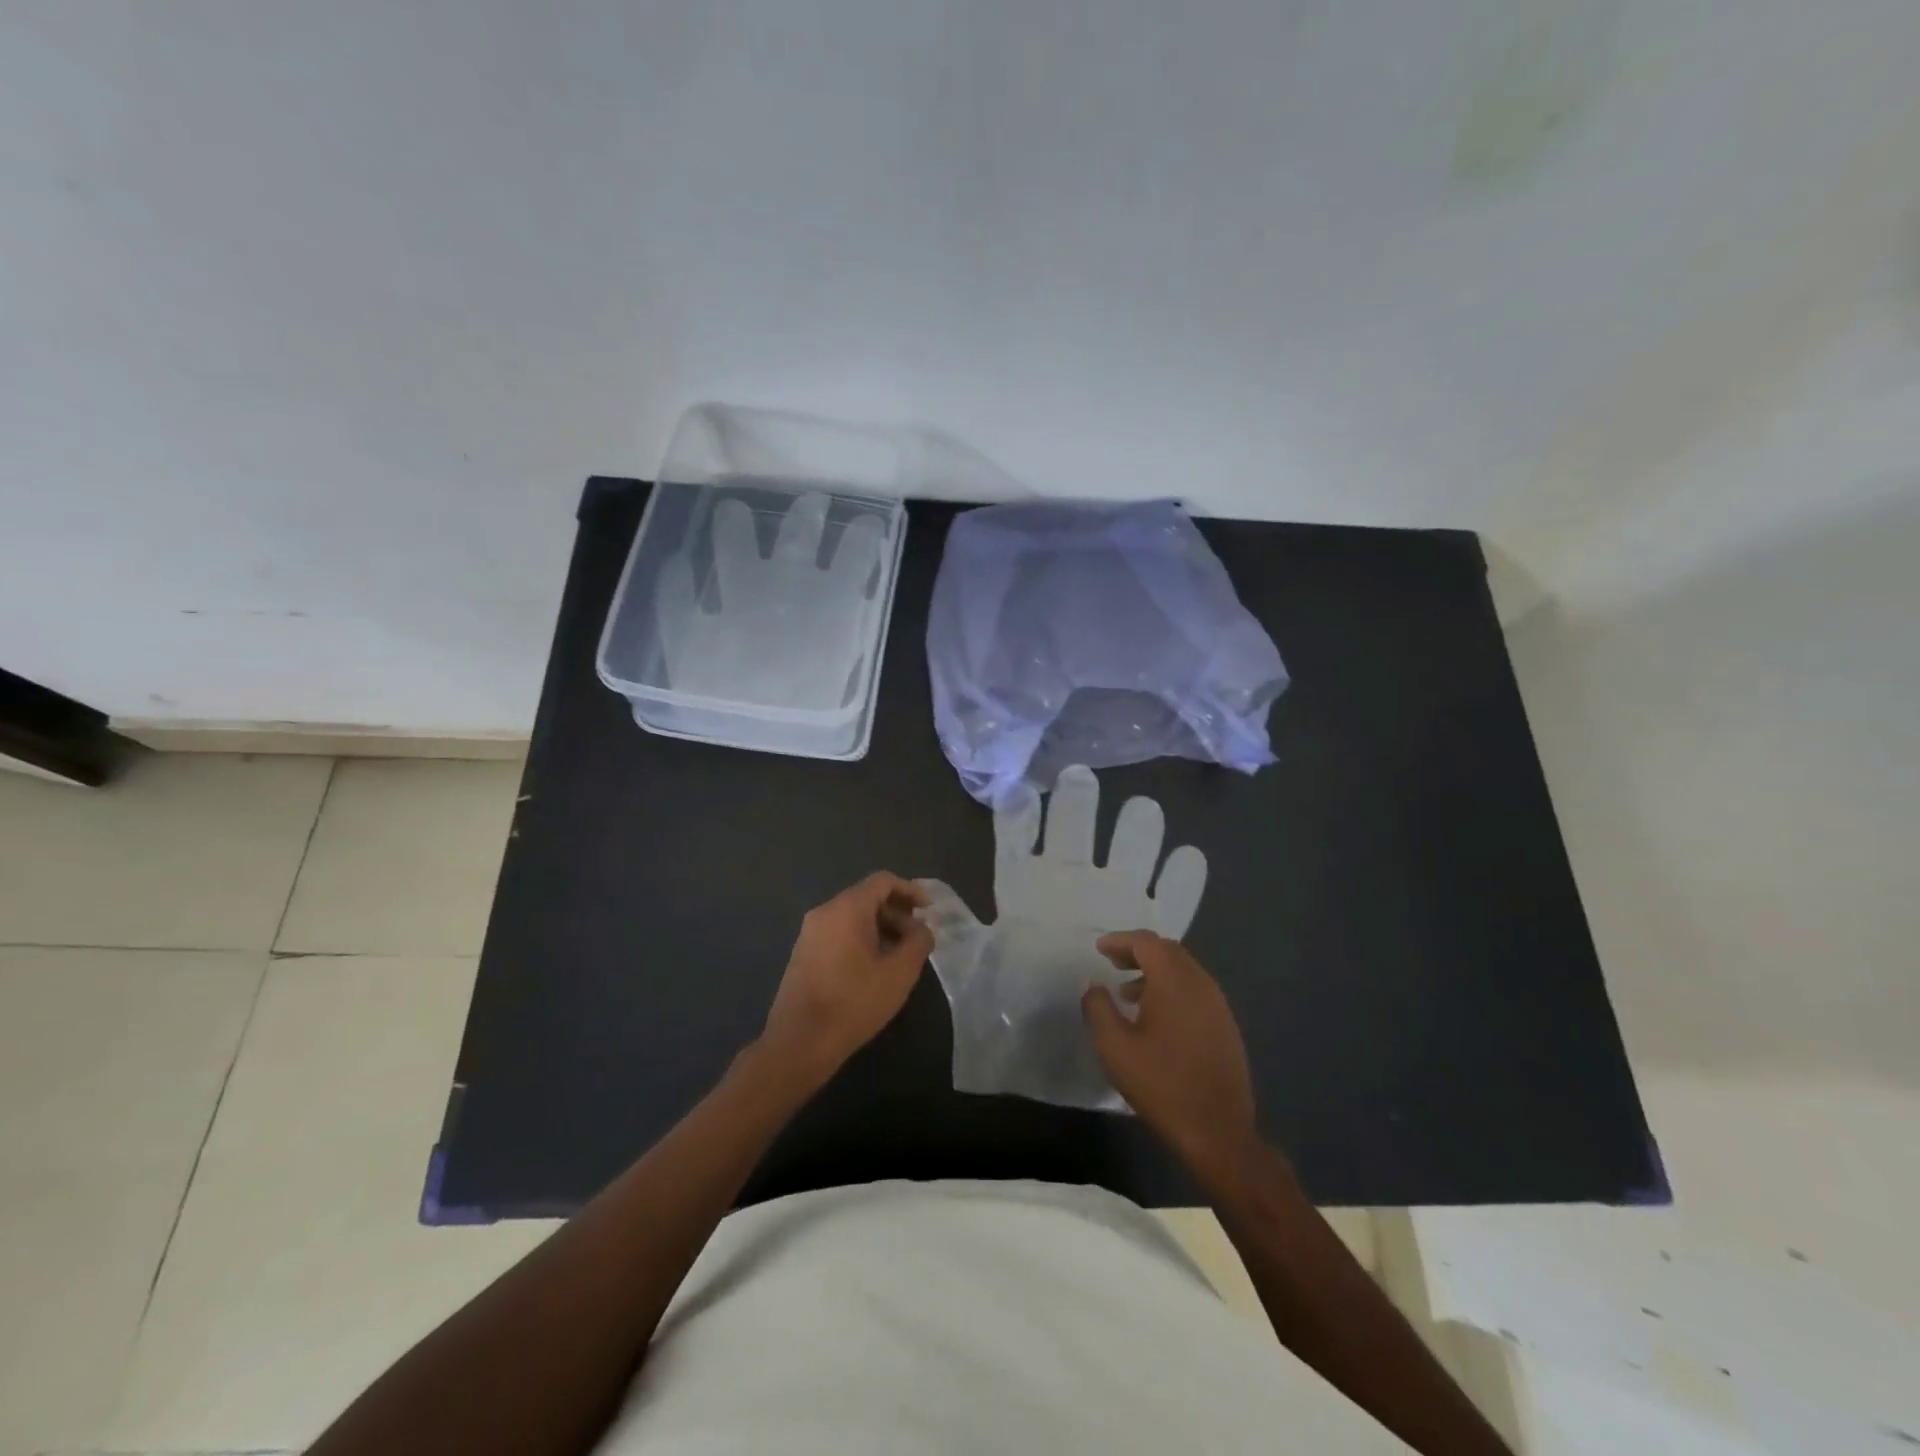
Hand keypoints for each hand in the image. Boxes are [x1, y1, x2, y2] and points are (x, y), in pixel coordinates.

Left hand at [760, 873, 933, 1081]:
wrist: (800, 1041)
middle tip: (917, 939)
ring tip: (899, 956)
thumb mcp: (900, 972)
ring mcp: (810, 933)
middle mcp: (825, 912)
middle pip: (867, 897)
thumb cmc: (854, 1002)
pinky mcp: (803, 953)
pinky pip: (838, 933)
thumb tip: (922, 928)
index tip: (929, 911)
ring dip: (880, 928)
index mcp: (847, 908)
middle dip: (897, 913)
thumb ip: (918, 942)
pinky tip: (873, 968)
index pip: (883, 881)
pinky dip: (861, 939)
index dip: (910, 891)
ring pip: (852, 917)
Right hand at [1081, 931, 1260, 1183]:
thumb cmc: (1161, 1084)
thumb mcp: (1114, 1046)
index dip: (1121, 940)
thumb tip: (1094, 986)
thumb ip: (1098, 1007)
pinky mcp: (1226, 1027)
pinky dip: (1172, 990)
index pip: (1147, 942)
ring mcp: (1218, 1005)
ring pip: (1184, 972)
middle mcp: (1200, 984)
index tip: (1100, 948)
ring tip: (1128, 993)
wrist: (1218, 1132)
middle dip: (1139, 952)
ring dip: (1155, 973)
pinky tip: (1156, 1018)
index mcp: (1174, 981)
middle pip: (1168, 951)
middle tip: (1113, 964)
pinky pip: (1196, 992)